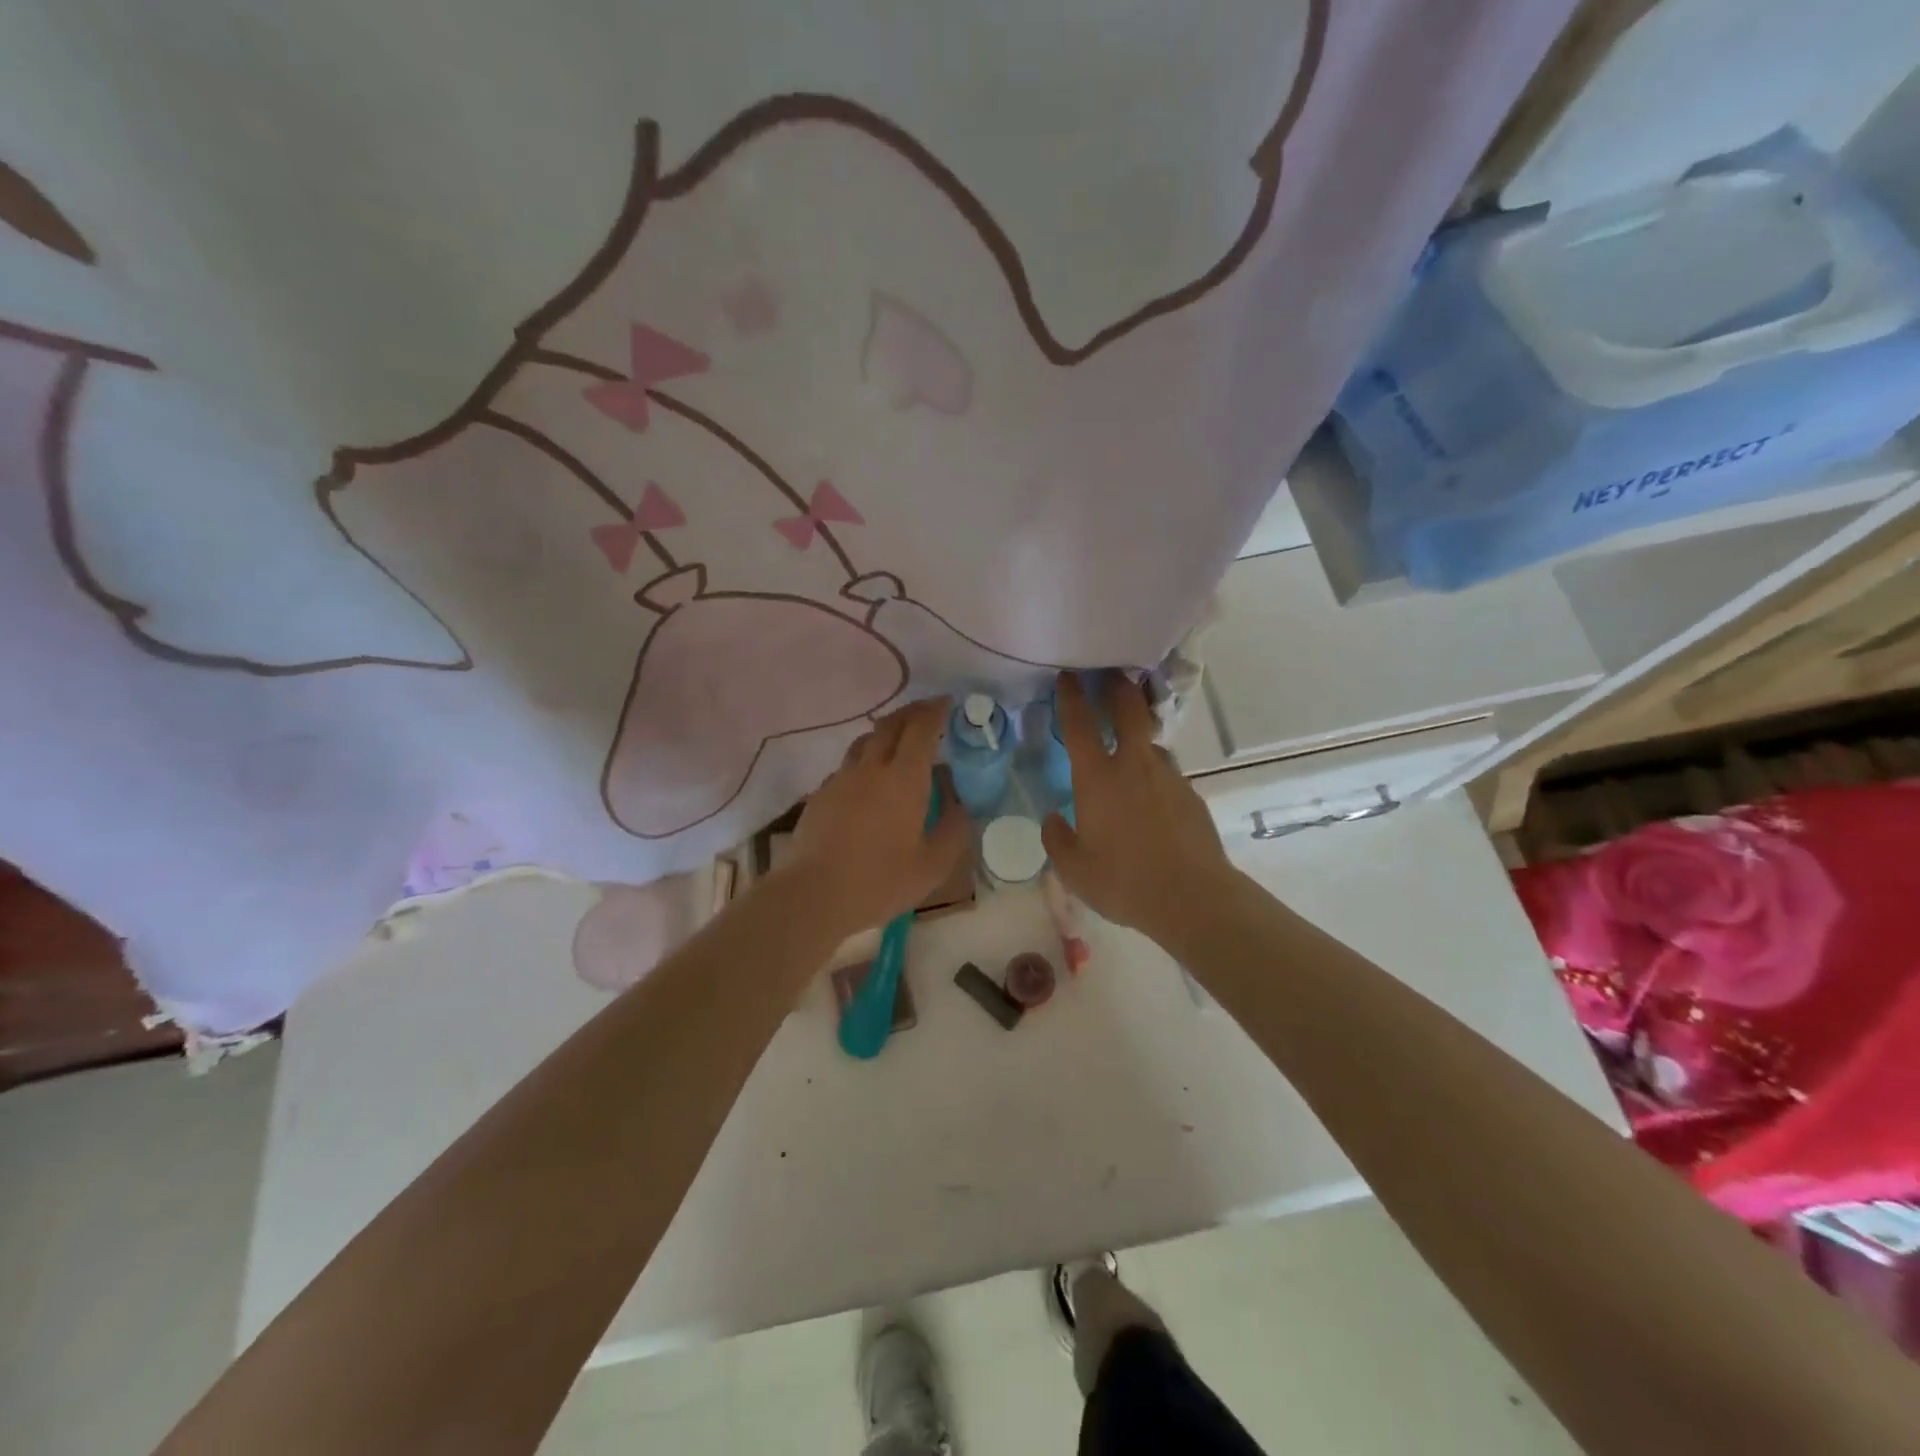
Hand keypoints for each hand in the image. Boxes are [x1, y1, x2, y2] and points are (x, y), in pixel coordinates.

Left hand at [786, 697, 970, 937]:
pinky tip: (868, 782)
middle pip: (890, 724)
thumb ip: (953, 831)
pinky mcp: (820, 795)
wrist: (812, 895)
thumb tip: (962, 806)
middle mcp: (871, 768)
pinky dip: (864, 761)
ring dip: (885, 732)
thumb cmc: (879, 881)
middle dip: (912, 712)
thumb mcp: (932, 866)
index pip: (921, 728)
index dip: (936, 710)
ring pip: (865, 741)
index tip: (948, 703)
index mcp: (904, 779)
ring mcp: (841, 779)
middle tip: (928, 714)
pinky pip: (847, 766)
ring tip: (898, 742)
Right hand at [1041, 672, 1234, 947]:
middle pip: (1129, 709)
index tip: (1068, 675)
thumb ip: (1057, 839)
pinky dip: (1155, 771)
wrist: (1193, 898)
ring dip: (1139, 733)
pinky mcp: (1191, 794)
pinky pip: (1167, 771)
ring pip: (1151, 741)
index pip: (1079, 724)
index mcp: (1097, 778)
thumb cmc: (1124, 881)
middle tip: (1111, 674)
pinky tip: (1152, 795)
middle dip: (1118, 685)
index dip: (1071, 695)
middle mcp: (1134, 765)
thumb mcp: (1074, 869)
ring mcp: (1168, 776)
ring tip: (1130, 743)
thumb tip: (1053, 818)